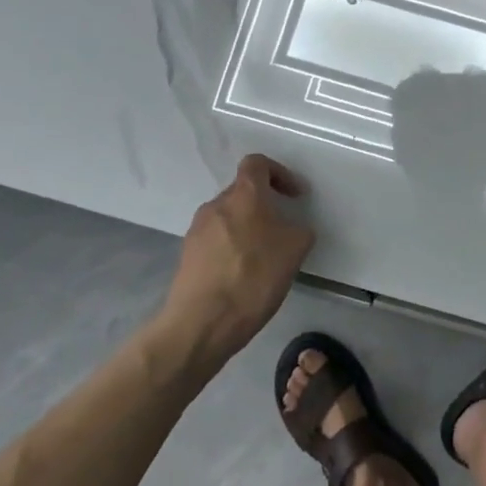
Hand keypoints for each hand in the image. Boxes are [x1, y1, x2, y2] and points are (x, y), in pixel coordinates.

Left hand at [163, 154, 313, 355]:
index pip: (257, 163)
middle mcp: (215, 205)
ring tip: (263, 257)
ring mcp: (196, 231)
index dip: (279, 173)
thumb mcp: (296, 249)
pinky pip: (215, 242)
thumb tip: (291, 229)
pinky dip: (231, 249)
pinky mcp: (186, 256)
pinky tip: (243, 276)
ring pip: (227, 218)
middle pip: (242, 193)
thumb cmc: (254, 277)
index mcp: (244, 195)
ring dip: (247, 229)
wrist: (202, 322)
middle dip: (264, 206)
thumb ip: (298, 229)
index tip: (294, 196)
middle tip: (282, 231)